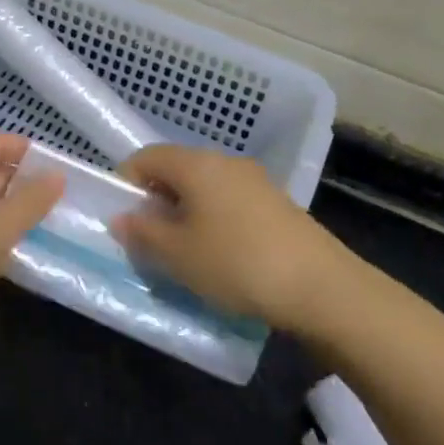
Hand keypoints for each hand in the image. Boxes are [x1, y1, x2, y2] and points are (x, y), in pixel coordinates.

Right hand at [111, 145, 347, 332]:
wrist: (322, 287)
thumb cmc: (237, 263)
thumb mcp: (177, 254)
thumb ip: (142, 232)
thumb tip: (121, 217)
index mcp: (197, 165)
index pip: (146, 157)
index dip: (125, 183)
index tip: (124, 220)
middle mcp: (226, 162)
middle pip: (176, 169)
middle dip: (156, 200)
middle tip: (150, 240)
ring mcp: (256, 181)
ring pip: (205, 187)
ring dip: (185, 212)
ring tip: (185, 253)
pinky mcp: (277, 204)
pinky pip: (230, 202)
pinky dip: (214, 220)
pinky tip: (221, 255)